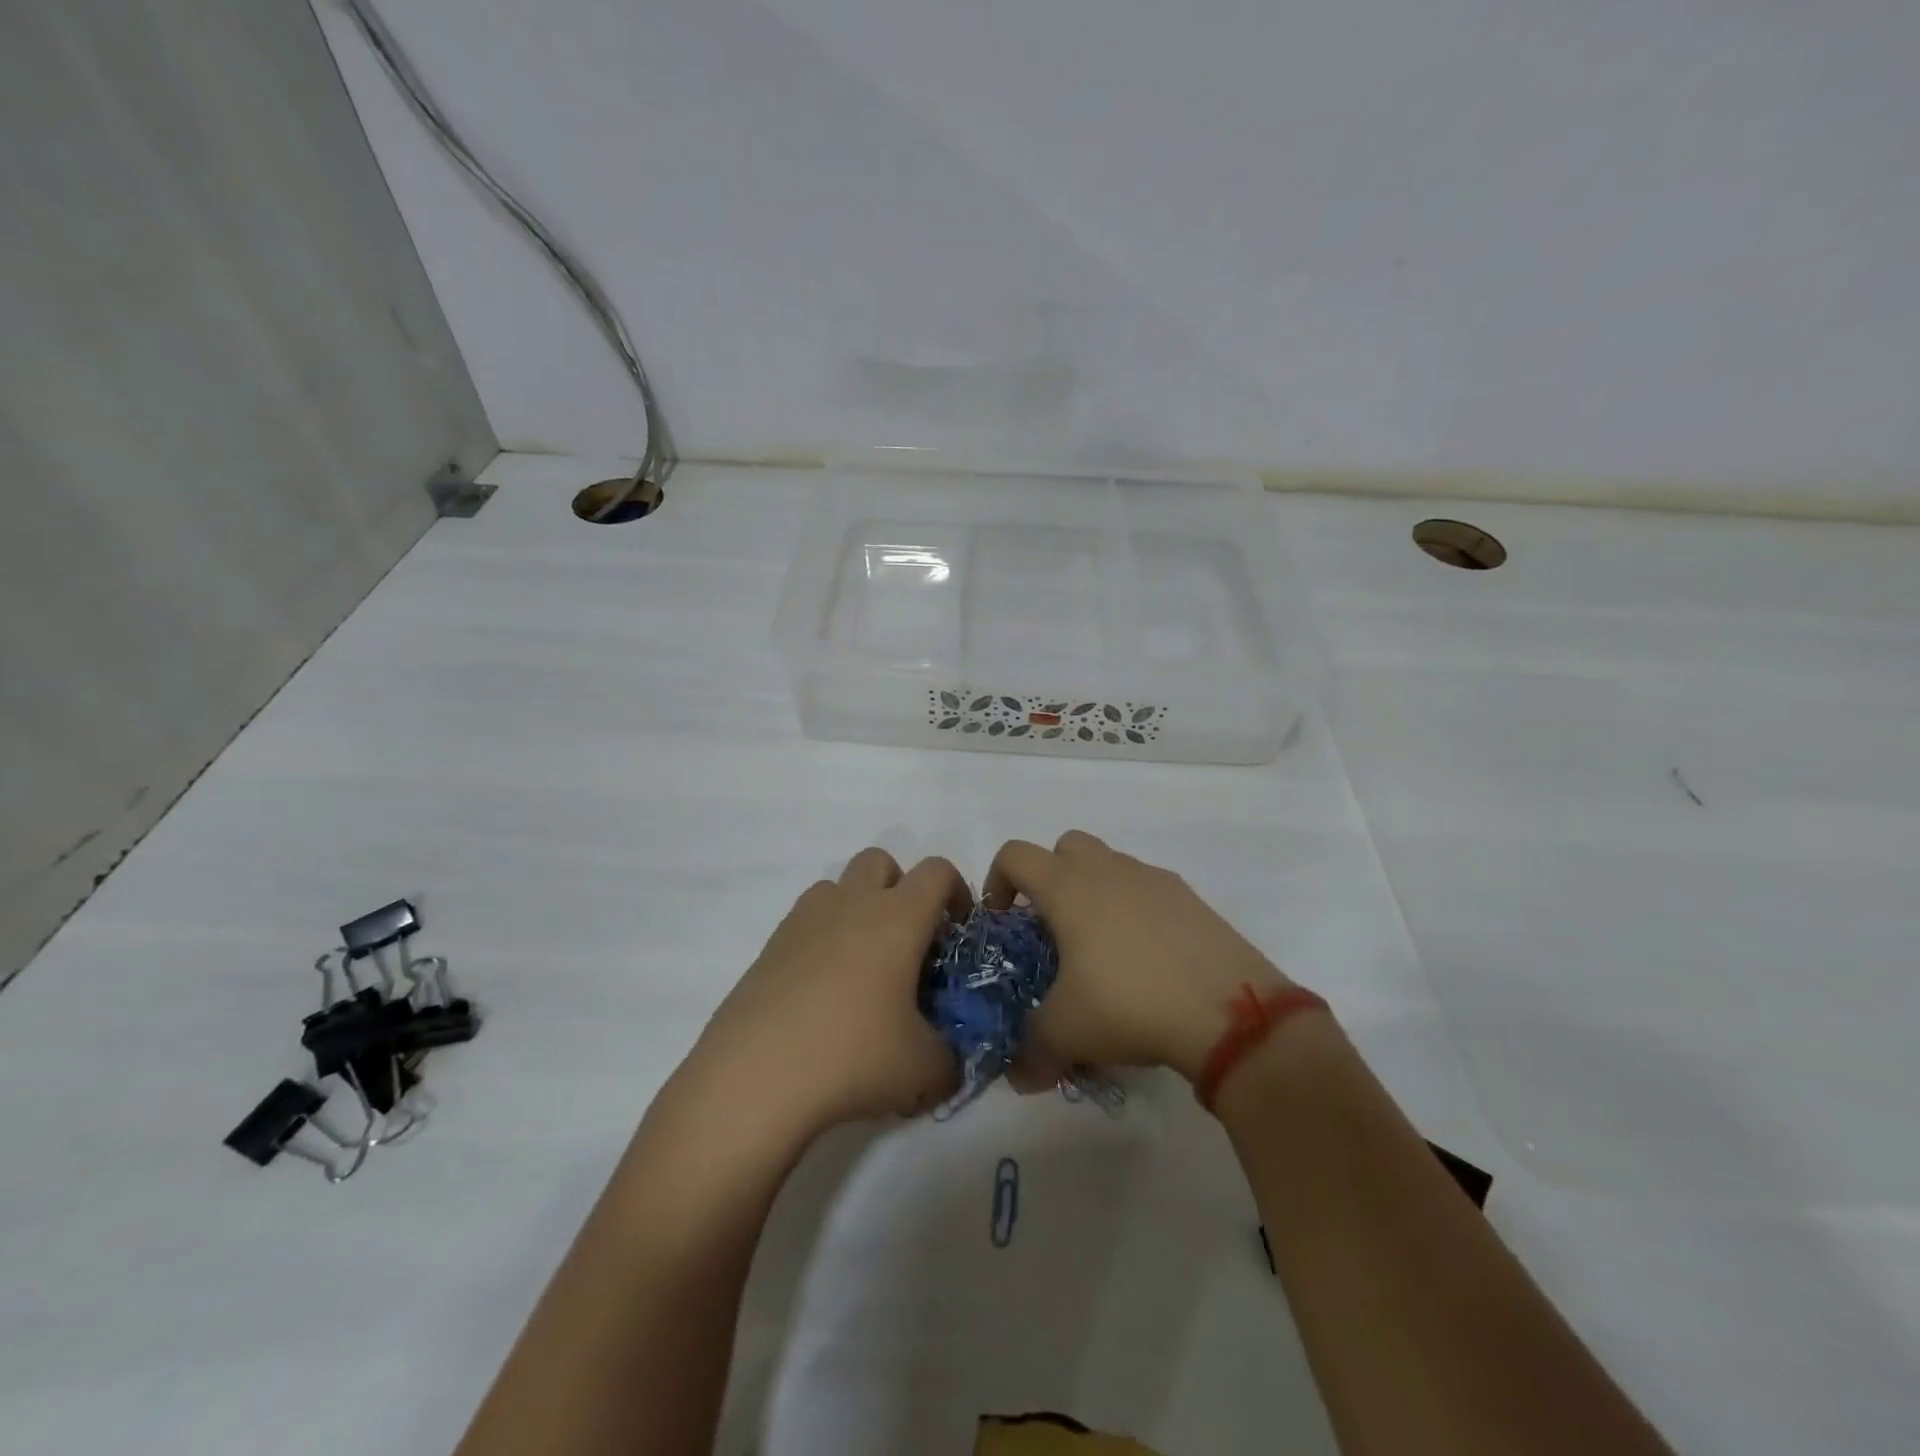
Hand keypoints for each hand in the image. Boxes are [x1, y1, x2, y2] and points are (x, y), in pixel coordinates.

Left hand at [683, 849, 968, 1138]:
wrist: (754, 1079)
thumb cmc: (853, 1058)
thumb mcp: (924, 1070)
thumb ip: (951, 1059)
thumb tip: (949, 1060)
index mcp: (897, 918)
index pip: (937, 871)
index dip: (956, 892)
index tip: (957, 932)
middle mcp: (851, 904)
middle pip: (880, 861)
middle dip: (901, 888)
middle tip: (908, 942)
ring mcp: (804, 921)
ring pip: (838, 886)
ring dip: (857, 908)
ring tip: (863, 967)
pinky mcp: (769, 947)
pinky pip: (806, 921)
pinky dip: (822, 939)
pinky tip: (822, 992)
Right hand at [984, 831, 1294, 1082]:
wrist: (1228, 1009)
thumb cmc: (1129, 1004)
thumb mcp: (1066, 1033)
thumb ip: (1031, 1049)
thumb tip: (1018, 1077)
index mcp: (1068, 887)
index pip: (1015, 855)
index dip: (997, 881)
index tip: (1002, 920)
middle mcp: (1109, 870)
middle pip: (1066, 847)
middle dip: (1050, 877)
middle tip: (1052, 928)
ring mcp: (1154, 879)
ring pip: (1110, 866)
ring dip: (1095, 893)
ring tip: (1102, 951)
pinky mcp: (1191, 899)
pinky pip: (1149, 890)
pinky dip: (1136, 911)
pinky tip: (1147, 960)